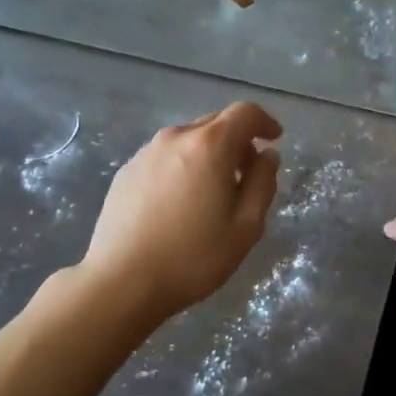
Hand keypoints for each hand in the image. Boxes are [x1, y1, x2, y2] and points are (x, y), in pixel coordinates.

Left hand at [82, 102, 282, 320]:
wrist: (121, 281)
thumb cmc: (193, 257)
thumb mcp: (245, 226)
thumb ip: (262, 184)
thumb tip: (267, 157)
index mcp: (210, 145)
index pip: (244, 113)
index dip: (264, 122)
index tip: (274, 139)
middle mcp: (176, 137)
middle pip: (215, 122)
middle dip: (238, 140)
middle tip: (248, 173)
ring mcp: (146, 153)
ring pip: (188, 139)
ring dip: (208, 153)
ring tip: (213, 191)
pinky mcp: (126, 172)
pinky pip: (164, 157)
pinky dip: (182, 166)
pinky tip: (180, 202)